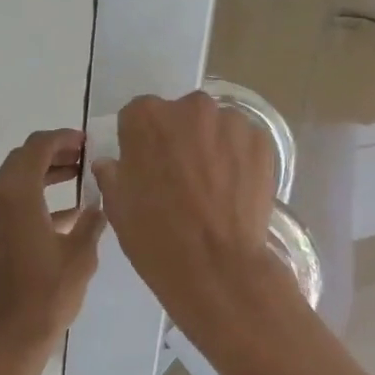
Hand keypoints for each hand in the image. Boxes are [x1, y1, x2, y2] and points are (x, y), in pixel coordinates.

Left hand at [0, 129, 105, 352]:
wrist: (8, 338)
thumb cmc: (47, 295)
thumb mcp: (80, 255)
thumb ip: (92, 220)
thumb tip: (100, 202)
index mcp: (16, 195)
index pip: (37, 147)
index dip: (64, 139)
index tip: (88, 142)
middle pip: (22, 159)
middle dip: (54, 153)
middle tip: (85, 158)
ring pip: (15, 180)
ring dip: (44, 174)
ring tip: (79, 179)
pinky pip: (10, 203)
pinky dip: (35, 198)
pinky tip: (68, 214)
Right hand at [92, 93, 290, 347]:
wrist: (216, 266)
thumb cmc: (156, 237)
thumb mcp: (118, 207)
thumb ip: (113, 174)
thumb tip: (112, 163)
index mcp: (146, 118)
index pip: (138, 116)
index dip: (141, 142)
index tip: (146, 167)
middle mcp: (190, 108)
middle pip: (181, 116)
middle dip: (180, 139)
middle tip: (181, 178)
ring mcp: (231, 122)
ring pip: (216, 128)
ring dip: (212, 147)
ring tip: (212, 187)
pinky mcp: (262, 142)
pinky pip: (244, 143)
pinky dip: (239, 160)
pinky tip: (234, 191)